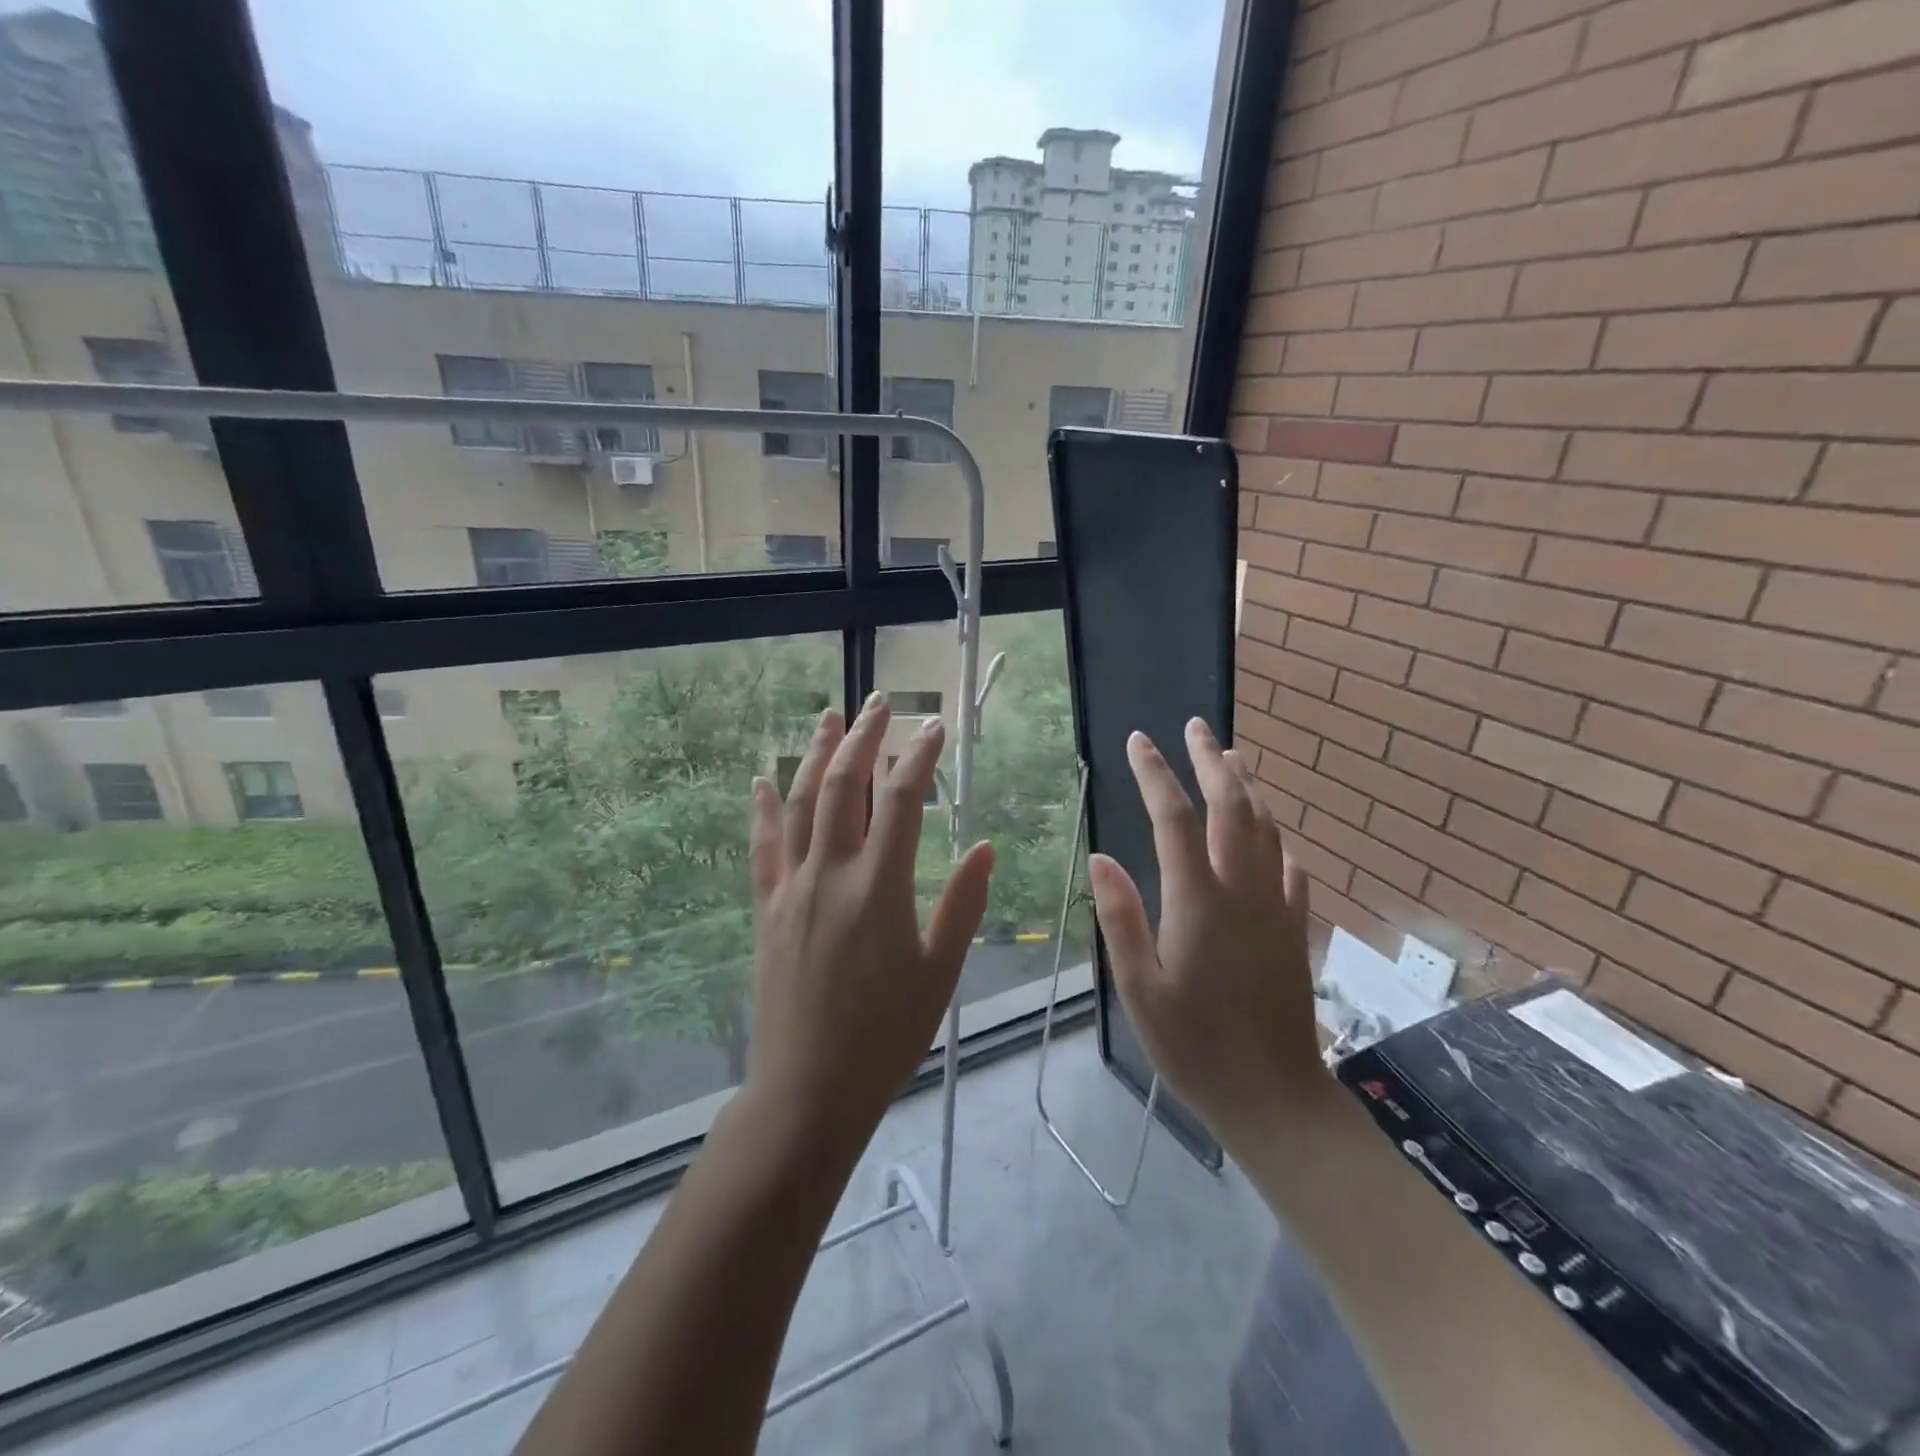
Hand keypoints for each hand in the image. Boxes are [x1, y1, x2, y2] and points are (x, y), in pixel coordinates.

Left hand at [743, 693, 994, 1146]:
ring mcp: (791, 889)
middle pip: (842, 786)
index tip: (935, 729)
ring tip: (829, 717)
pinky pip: (763, 847)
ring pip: (800, 804)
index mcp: (878, 889)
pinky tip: (762, 781)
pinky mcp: (767, 909)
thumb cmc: (885, 1036)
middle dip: (863, 737)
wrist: (807, 1089)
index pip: (899, 801)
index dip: (918, 758)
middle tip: (879, 702)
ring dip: (816, 755)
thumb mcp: (939, 973)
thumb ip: (962, 906)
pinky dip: (764, 809)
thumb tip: (985, 849)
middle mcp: (829, 875)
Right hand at [1089, 719, 1327, 1153]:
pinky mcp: (1295, 928)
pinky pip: (1289, 865)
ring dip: (1248, 786)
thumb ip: (1121, 918)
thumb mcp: (1139, 988)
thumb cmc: (1194, 1047)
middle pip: (1230, 807)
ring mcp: (1276, 907)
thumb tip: (1101, 859)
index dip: (1155, 774)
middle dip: (1210, 761)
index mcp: (1198, 902)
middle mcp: (1242, 891)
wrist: (1275, 1097)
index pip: (1174, 819)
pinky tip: (1270, 832)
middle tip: (1195, 726)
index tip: (1139, 741)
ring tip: (1232, 756)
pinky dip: (1275, 836)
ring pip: (1266, 828)